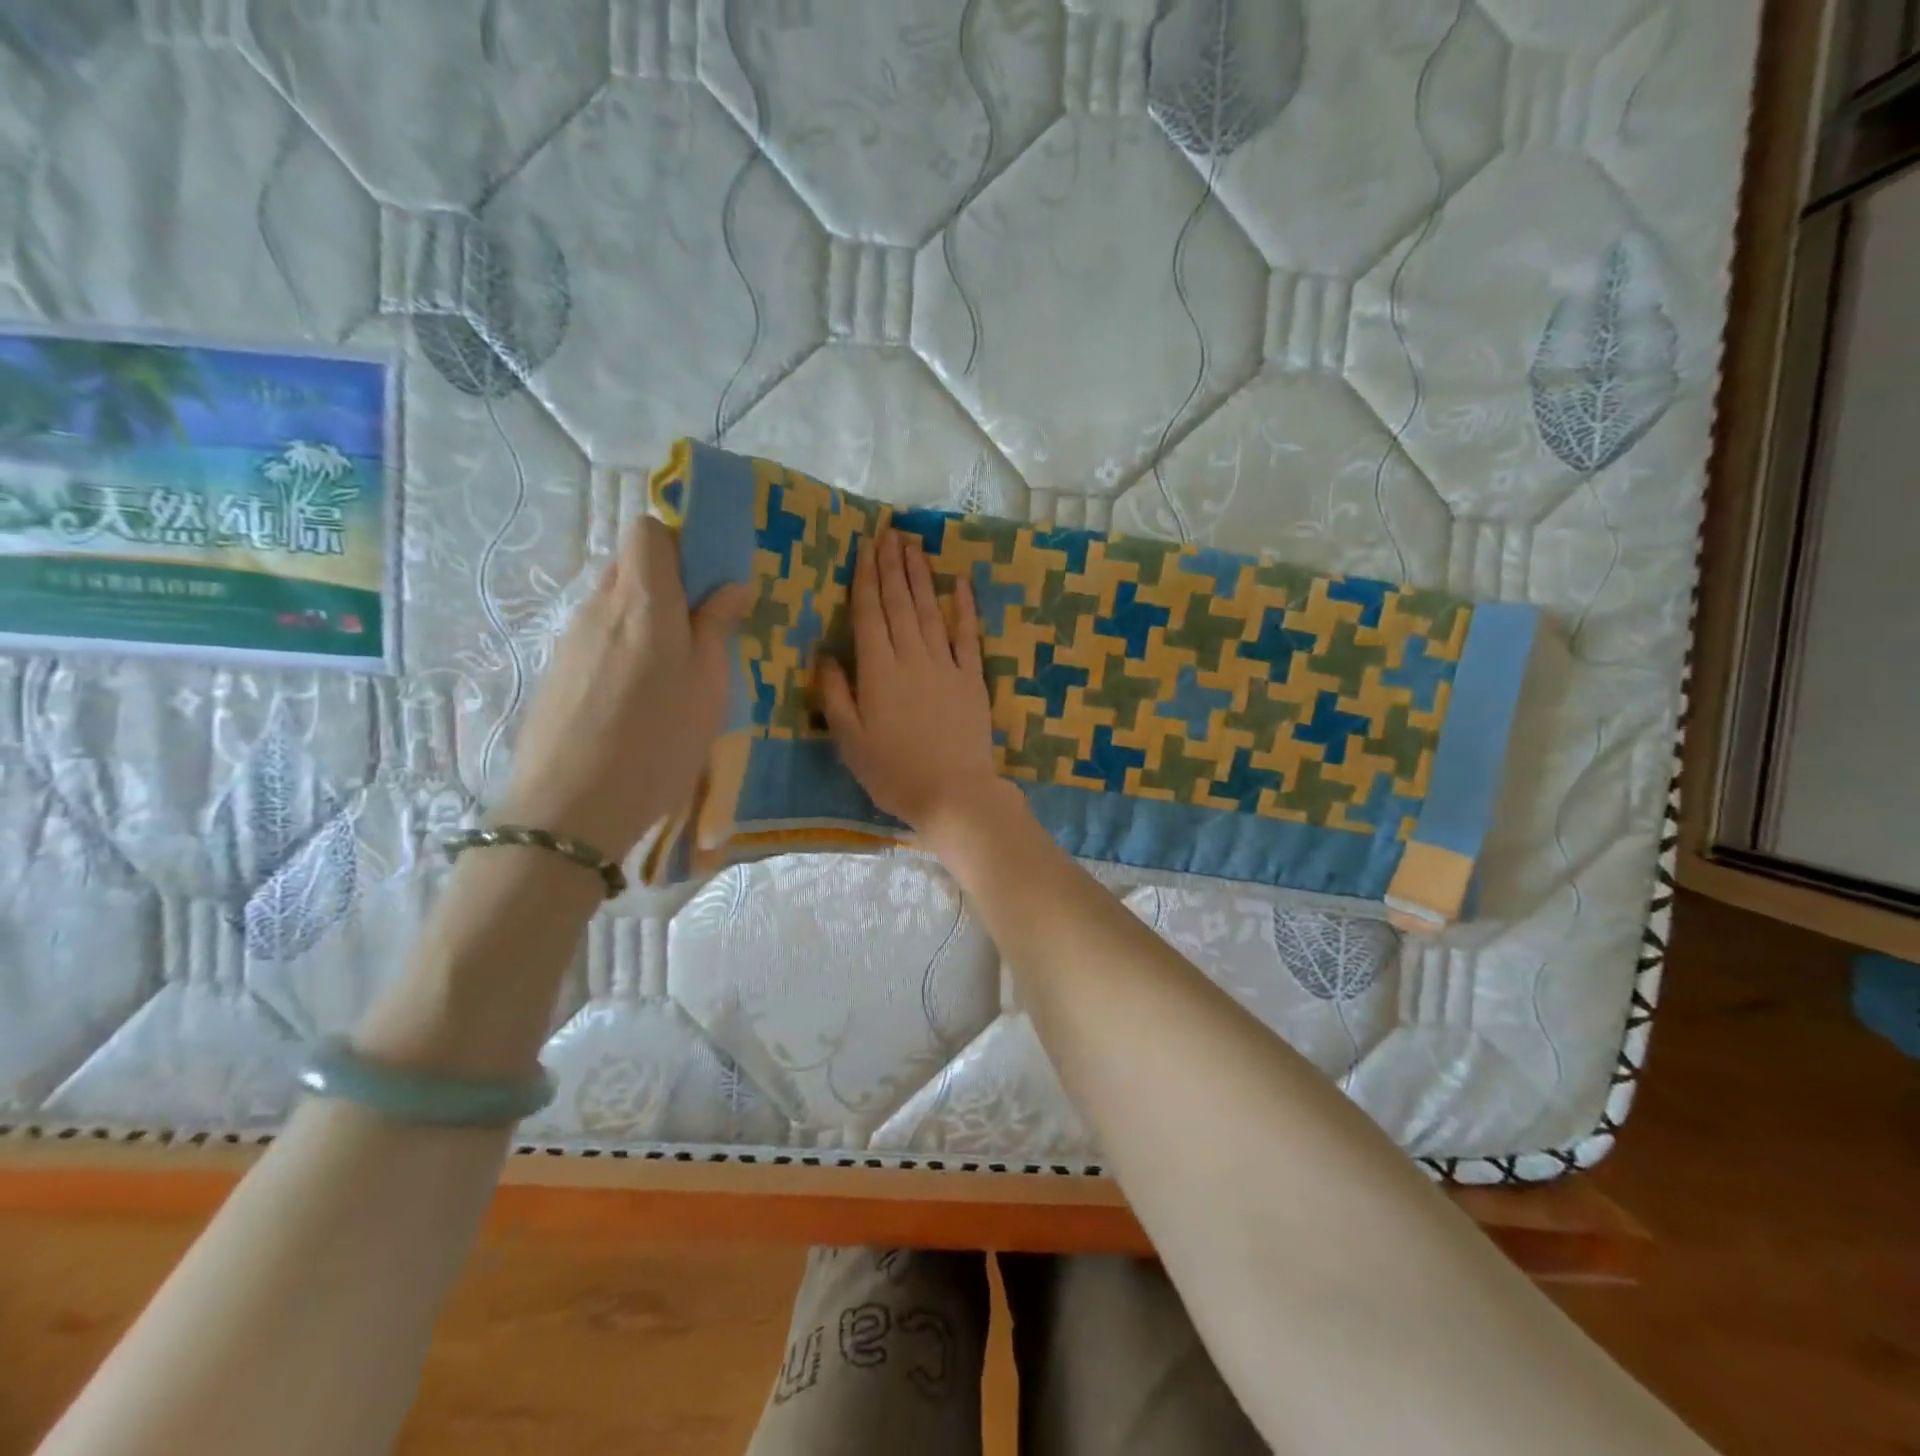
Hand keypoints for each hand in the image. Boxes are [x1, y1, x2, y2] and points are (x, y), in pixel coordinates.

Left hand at [497, 516, 750, 859]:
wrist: (571, 809)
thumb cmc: (657, 743)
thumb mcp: (708, 687)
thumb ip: (717, 627)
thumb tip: (731, 585)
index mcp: (643, 602)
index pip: (647, 530)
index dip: (680, 543)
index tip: (709, 581)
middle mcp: (600, 608)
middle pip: (630, 564)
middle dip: (669, 582)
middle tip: (701, 630)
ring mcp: (571, 639)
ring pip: (614, 604)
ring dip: (646, 619)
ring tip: (673, 674)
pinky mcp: (557, 671)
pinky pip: (598, 638)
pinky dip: (623, 649)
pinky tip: (637, 701)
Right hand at [818, 528, 1010, 842]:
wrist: (954, 793)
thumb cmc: (893, 773)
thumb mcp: (850, 740)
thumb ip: (835, 694)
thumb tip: (824, 654)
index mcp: (877, 671)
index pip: (869, 613)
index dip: (865, 577)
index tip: (865, 546)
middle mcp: (911, 657)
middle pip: (899, 603)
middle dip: (892, 565)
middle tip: (889, 531)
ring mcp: (946, 665)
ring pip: (930, 610)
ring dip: (920, 576)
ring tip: (914, 545)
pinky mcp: (972, 678)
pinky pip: (967, 635)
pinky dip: (964, 607)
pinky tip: (960, 582)